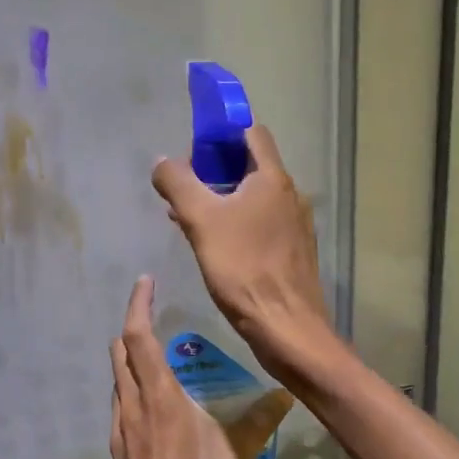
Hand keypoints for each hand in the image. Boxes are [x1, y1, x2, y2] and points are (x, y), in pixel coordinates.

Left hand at [108, 276, 293, 458]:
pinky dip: (129, 387)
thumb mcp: (237, 456)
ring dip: (129, 358)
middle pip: (120, 351)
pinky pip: (119, 403)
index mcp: (160, 397)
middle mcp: (133, 405)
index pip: (139, 337)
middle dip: (132, 327)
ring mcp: (120, 428)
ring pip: (117, 378)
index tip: (144, 282)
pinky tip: (152, 402)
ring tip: (156, 355)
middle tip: (154, 316)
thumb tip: (286, 395)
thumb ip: (259, 421)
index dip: (138, 306)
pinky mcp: (117, 449)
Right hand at [151, 125, 334, 384]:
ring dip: (223, 198)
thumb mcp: (201, 221)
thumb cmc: (243, 268)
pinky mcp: (293, 252)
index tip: (193, 147)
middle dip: (214, 169)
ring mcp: (295, 225)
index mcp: (272, 179)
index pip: (250, 132)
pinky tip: (214, 245)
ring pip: (254, 197)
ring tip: (188, 216)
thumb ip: (178, 185)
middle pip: (251, 165)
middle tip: (184, 186)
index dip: (221, 132)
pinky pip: (261, 223)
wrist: (286, 326)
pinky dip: (236, 222)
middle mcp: (290, 195)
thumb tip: (163, 162)